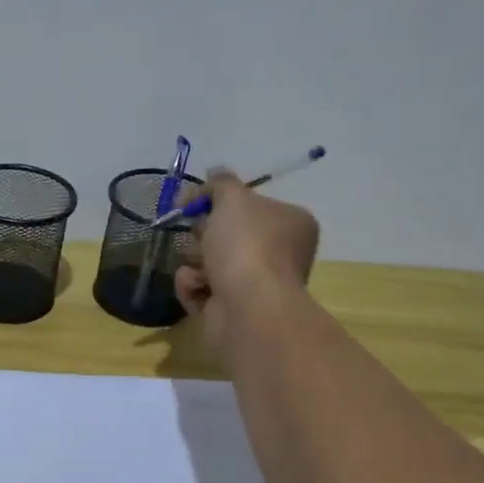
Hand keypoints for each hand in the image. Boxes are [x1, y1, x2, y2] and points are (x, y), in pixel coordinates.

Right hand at [175, 171, 319, 349]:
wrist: (248, 309)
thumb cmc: (247, 247)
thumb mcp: (232, 199)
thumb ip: (220, 183)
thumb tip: (215, 172)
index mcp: (290, 223)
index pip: (251, 205)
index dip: (219, 201)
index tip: (192, 202)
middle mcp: (278, 254)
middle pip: (228, 234)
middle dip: (204, 234)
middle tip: (196, 234)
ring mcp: (256, 285)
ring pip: (211, 263)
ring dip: (195, 261)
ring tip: (197, 267)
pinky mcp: (232, 310)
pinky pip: (201, 289)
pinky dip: (192, 286)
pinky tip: (195, 287)